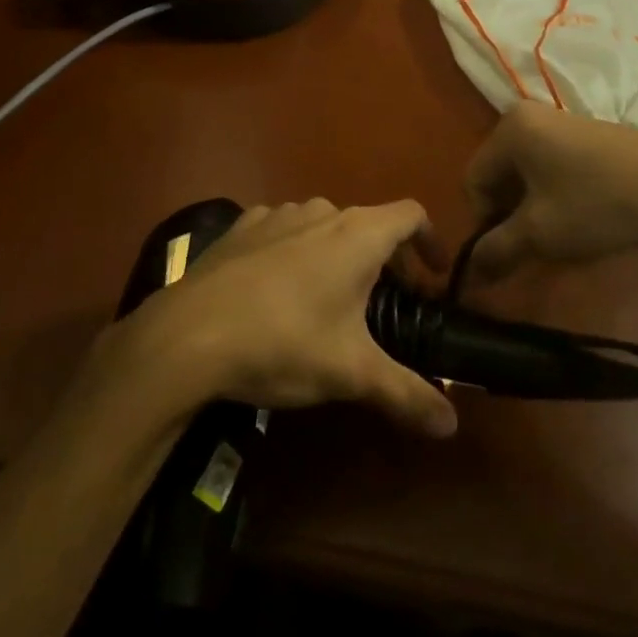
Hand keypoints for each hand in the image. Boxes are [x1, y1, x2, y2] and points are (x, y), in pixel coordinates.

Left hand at [122, 199, 457, 438]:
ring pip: (323, 225)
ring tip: (332, 299)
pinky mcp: (239, 228)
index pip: (411, 215)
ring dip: (338, 254)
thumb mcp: (351, 373)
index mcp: (357, 234)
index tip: (434, 277)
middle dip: (385, 259)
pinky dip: (295, 251)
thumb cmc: (284, 343)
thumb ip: (407, 394)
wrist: (187, 335)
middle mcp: (320, 211)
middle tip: (387, 304)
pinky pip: (282, 231)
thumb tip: (451, 425)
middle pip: (368, 223)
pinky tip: (279, 290)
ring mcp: (274, 214)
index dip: (430, 241)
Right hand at [466, 102, 637, 277]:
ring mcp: (562, 122)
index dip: (485, 223)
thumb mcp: (540, 234)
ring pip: (527, 176)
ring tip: (562, 238)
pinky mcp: (589, 135)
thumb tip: (466, 277)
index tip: (512, 251)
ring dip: (534, 211)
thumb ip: (495, 252)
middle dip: (510, 217)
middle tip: (536, 249)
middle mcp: (530, 116)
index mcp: (510, 128)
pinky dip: (556, 197)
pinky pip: (552, 168)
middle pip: (499, 176)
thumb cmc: (601, 205)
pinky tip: (583, 218)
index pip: (474, 181)